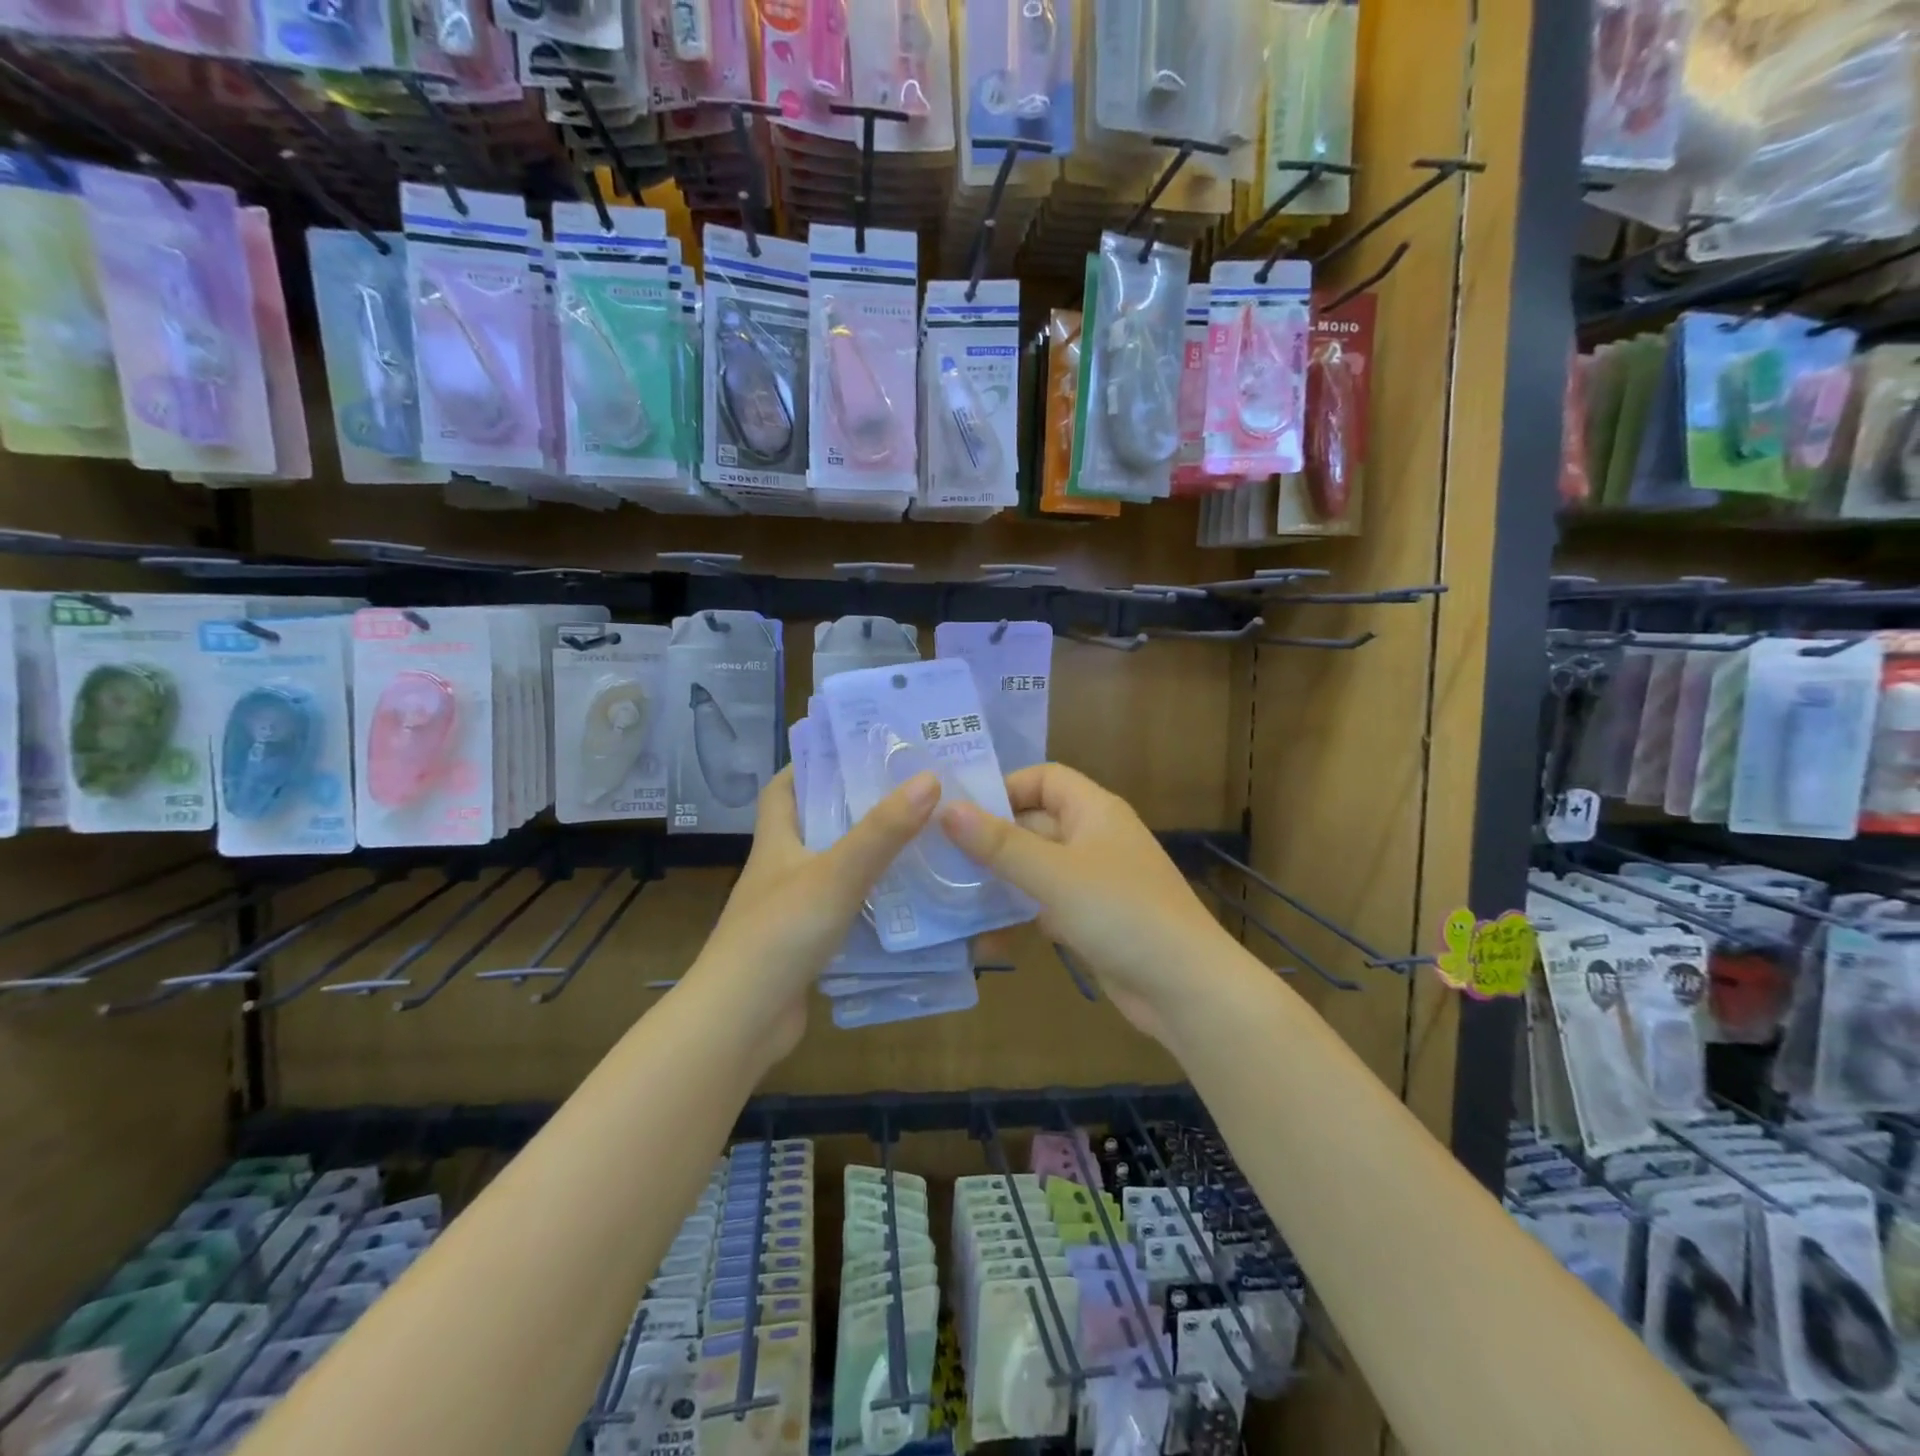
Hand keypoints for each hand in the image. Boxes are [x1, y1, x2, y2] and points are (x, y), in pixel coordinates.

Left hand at [688, 766, 940, 1061]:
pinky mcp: (806, 945)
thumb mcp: (836, 873)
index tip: (855, 751)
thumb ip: (883, 830)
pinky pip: (844, 911)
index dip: (810, 764)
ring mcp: (791, 910)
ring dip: (868, 856)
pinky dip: (871, 902)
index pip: (783, 788)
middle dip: (855, 807)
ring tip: (919, 841)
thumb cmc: (781, 933)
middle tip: (908, 793)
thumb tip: (929, 778)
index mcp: (776, 841)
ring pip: (834, 870)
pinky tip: (907, 903)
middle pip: (815, 825)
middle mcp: (780, 870)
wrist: (741, 1021)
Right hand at [938, 763, 1237, 1042]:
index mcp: (1094, 811)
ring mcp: (1092, 882)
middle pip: (1033, 824)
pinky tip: (982, 939)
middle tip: (937, 857)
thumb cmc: (1121, 913)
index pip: (1043, 779)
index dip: (1004, 788)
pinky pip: (1043, 906)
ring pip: (1034, 869)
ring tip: (947, 897)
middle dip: (990, 840)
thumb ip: (1000, 843)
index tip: (960, 812)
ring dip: (998, 882)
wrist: (1185, 988)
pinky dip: (1017, 917)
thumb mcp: (1055, 874)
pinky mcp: (1089, 920)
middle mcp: (1093, 838)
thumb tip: (946, 808)